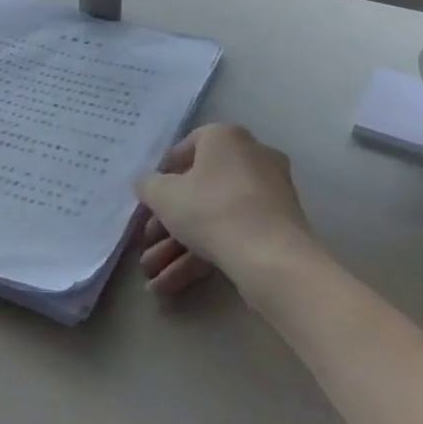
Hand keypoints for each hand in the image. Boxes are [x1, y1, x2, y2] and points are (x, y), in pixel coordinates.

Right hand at [135, 123, 314, 296]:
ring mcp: (267, 196)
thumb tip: (147, 183)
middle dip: (167, 223)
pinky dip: (201, 257)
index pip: (187, 148)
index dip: (162, 174)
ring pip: (213, 218)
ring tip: (152, 276)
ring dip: (178, 247)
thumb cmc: (211, 209)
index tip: (148, 198)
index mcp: (226, 138)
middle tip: (147, 243)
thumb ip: (148, 185)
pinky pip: (231, 235)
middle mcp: (251, 158)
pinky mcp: (275, 229)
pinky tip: (171, 285)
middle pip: (199, 189)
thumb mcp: (163, 195)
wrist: (271, 257)